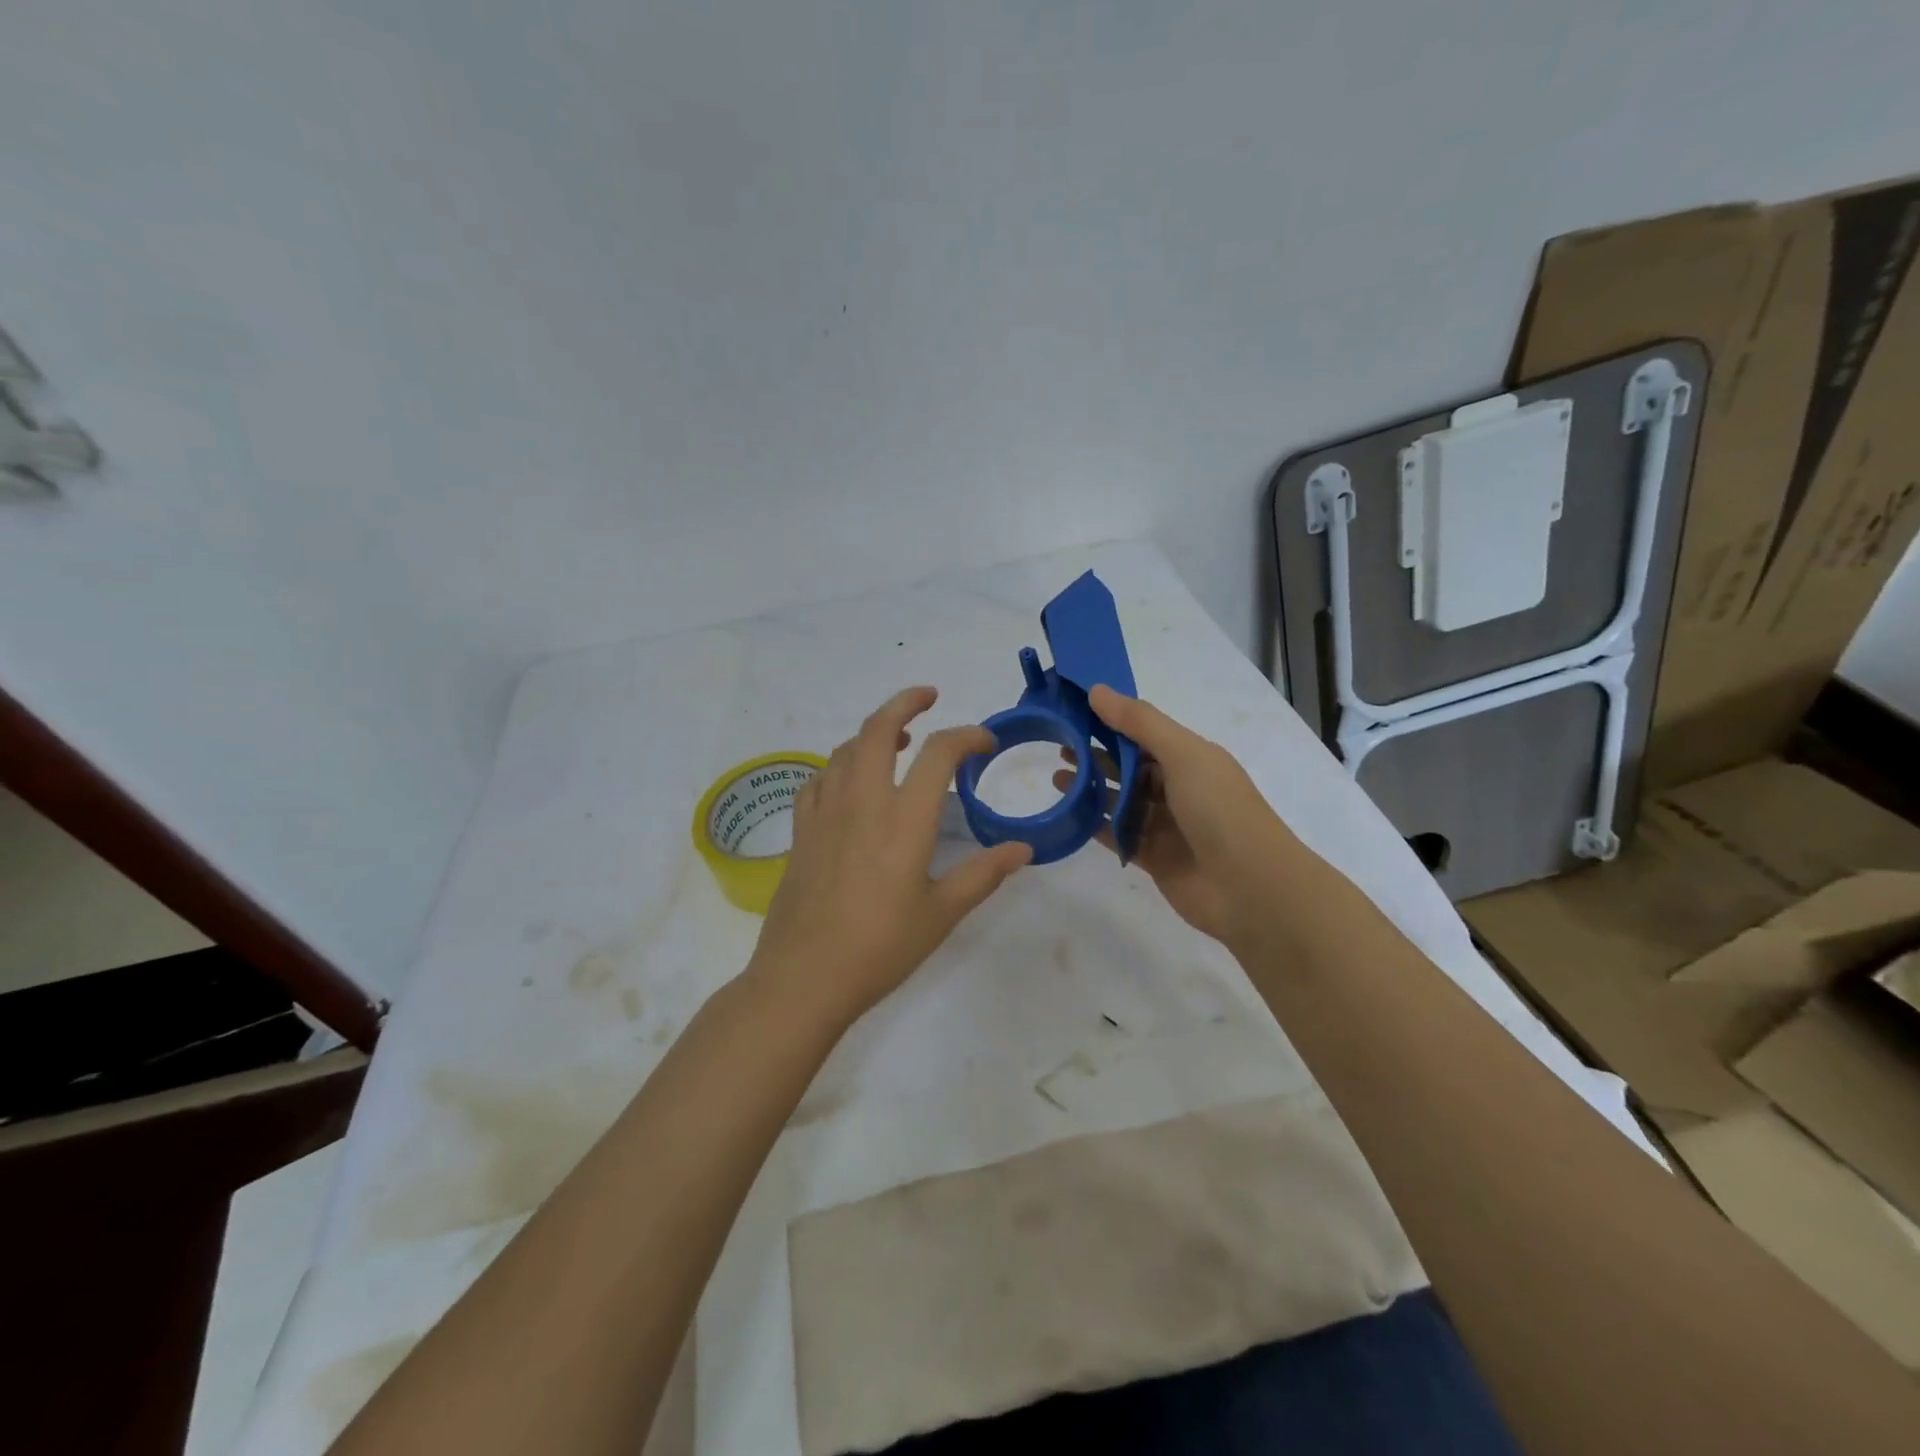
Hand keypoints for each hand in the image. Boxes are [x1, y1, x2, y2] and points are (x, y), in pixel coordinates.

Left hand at [750, 686, 1032, 1026]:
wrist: (804, 978)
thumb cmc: (880, 948)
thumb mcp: (942, 914)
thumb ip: (983, 874)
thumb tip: (1024, 850)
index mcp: (904, 819)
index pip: (938, 753)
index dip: (967, 736)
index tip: (985, 743)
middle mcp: (862, 802)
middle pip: (877, 729)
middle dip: (905, 703)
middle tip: (928, 697)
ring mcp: (825, 813)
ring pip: (845, 749)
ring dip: (872, 732)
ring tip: (895, 740)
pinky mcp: (800, 831)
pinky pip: (818, 779)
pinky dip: (839, 765)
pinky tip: (848, 781)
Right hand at [1053, 685, 1298, 950]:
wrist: (1251, 889)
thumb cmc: (1221, 810)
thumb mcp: (1183, 754)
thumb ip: (1139, 723)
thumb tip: (1096, 690)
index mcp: (1191, 758)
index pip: (1144, 733)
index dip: (1111, 721)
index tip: (1074, 710)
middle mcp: (1179, 788)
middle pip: (1130, 766)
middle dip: (1096, 754)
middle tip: (1058, 745)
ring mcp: (1166, 825)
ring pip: (1121, 801)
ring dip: (1091, 788)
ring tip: (1056, 778)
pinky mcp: (1154, 857)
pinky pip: (1119, 836)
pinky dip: (1096, 825)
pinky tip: (1069, 814)